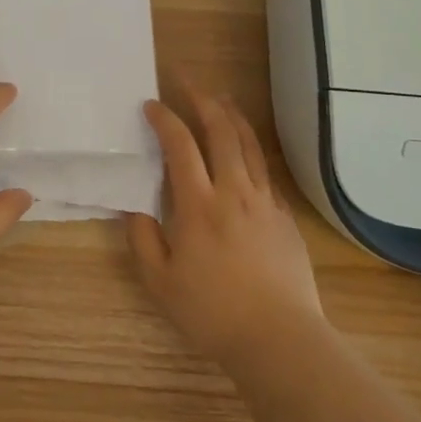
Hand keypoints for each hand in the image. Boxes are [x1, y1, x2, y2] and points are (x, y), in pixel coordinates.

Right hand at [126, 92, 324, 365]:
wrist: (279, 339)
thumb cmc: (212, 312)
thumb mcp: (160, 282)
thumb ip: (143, 239)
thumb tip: (136, 208)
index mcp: (198, 205)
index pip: (180, 145)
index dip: (165, 119)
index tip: (151, 104)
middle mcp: (233, 192)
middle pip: (220, 130)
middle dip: (202, 99)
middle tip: (187, 82)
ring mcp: (264, 201)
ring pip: (248, 144)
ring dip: (231, 115)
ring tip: (220, 98)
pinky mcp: (284, 216)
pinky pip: (265, 170)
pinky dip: (251, 148)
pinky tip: (245, 149)